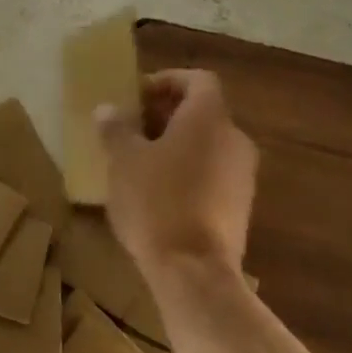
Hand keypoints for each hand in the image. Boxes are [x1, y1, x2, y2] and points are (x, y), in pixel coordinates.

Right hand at [97, 69, 256, 280]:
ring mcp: (243, 175)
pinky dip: (189, 172)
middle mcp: (234, 139)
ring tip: (140, 161)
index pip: (198, 80)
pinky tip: (159, 193)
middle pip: (203, 113)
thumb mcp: (123, 160)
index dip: (168, 81)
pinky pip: (213, 174)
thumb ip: (116, 128)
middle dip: (167, 115)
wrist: (194, 272)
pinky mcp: (241, 208)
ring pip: (208, 145)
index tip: (138, 96)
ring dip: (177, 145)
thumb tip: (108, 109)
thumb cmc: (156, 201)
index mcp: (209, 117)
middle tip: (132, 128)